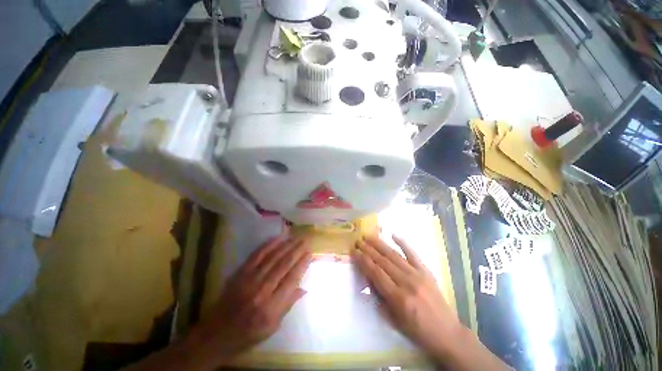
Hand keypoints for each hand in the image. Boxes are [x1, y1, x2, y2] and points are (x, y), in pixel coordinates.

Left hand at [187, 234, 311, 367]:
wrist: (216, 333)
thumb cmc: (248, 333)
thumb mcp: (272, 327)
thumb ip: (288, 305)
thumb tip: (304, 288)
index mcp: (270, 307)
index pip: (291, 280)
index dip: (302, 264)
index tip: (310, 253)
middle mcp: (261, 290)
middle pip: (283, 265)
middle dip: (297, 250)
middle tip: (306, 240)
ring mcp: (249, 279)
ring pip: (272, 257)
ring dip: (286, 245)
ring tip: (297, 237)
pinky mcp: (241, 272)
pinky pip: (257, 255)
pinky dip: (269, 245)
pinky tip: (278, 238)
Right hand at [352, 235, 460, 356]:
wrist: (446, 333)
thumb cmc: (417, 331)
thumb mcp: (393, 320)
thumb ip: (379, 297)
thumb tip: (369, 278)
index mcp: (398, 297)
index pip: (376, 273)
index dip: (363, 260)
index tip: (354, 251)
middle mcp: (406, 282)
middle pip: (383, 261)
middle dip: (368, 249)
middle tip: (358, 240)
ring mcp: (417, 274)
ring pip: (394, 255)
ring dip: (379, 244)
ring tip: (368, 236)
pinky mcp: (426, 271)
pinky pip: (413, 253)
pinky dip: (402, 243)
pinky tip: (393, 234)